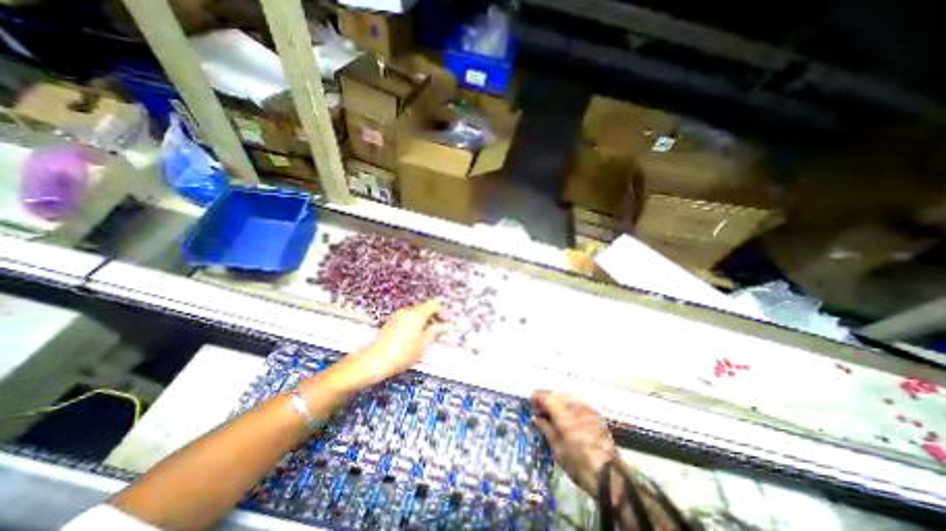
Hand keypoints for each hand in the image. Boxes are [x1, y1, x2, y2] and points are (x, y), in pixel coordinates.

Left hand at [330, 300, 444, 391]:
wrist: (373, 361)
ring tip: (430, 334)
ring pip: (417, 313)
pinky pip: (409, 318)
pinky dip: (417, 323)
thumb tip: (441, 326)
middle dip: (435, 316)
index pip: (434, 304)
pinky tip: (417, 336)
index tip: (448, 322)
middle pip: (425, 307)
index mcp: (416, 314)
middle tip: (441, 329)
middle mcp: (407, 311)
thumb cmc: (401, 354)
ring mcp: (398, 316)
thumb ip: (434, 332)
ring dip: (426, 320)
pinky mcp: (392, 323)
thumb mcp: (422, 345)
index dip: (443, 312)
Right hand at [530, 392, 621, 495]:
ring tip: (553, 416)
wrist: (610, 478)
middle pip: (556, 394)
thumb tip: (536, 417)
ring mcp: (587, 409)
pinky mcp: (596, 414)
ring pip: (567, 398)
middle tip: (541, 412)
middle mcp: (575, 406)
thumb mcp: (557, 449)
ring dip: (558, 403)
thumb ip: (546, 428)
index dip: (536, 398)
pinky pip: (578, 404)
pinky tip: (568, 419)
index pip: (546, 396)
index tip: (531, 405)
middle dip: (547, 400)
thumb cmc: (579, 465)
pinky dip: (569, 407)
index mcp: (564, 414)